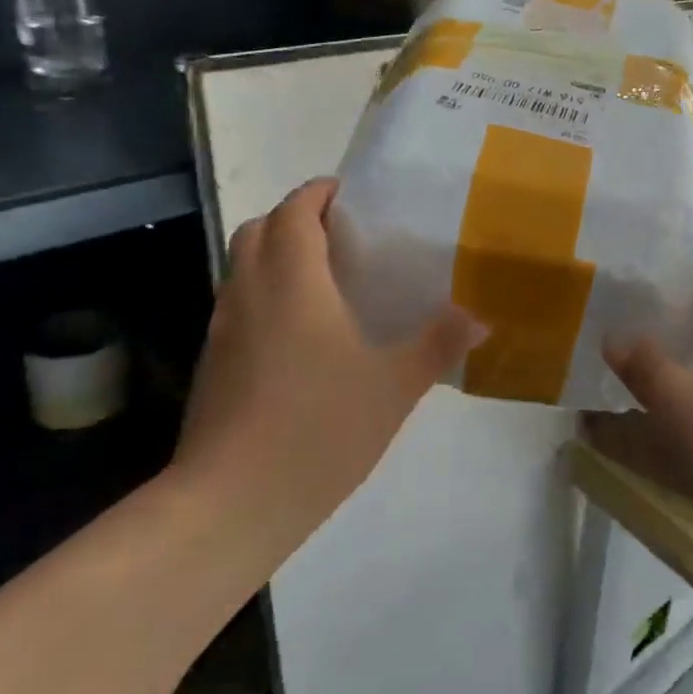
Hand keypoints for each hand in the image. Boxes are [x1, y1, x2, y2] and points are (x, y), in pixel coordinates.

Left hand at [172, 178, 484, 562]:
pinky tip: (299, 332)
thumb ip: (438, 344)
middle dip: (293, 217)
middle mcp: (249, 292)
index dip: (317, 193)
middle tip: (339, 232)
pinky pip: (237, 303)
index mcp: (292, 281)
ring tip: (322, 277)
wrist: (233, 501)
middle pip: (258, 229)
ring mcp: (223, 329)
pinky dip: (263, 292)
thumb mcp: (395, 385)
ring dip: (274, 253)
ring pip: (241, 267)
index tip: (346, 192)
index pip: (294, 211)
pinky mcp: (212, 363)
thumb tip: (480, 317)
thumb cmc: (319, 428)